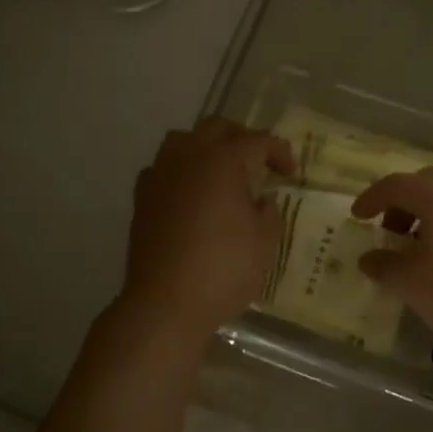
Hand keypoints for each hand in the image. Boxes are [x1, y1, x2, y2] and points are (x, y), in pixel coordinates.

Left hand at [118, 118, 295, 342]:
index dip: (279, 152)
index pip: (257, 141)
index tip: (290, 173)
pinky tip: (191, 195)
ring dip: (206, 148)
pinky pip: (163, 168)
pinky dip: (181, 171)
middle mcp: (188, 156)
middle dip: (242, 138)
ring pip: (183, 140)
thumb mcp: (264, 242)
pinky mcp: (141, 197)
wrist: (165, 303)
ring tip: (222, 173)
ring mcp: (160, 174)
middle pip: (217, 128)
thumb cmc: (223, 269)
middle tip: (259, 162)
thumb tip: (261, 201)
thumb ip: (268, 212)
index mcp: (223, 160)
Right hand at [352, 167, 432, 365]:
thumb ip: (383, 265)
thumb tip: (369, 258)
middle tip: (388, 233)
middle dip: (401, 205)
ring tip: (419, 248)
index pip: (394, 185)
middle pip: (424, 185)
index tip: (357, 217)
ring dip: (428, 214)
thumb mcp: (412, 284)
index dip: (370, 200)